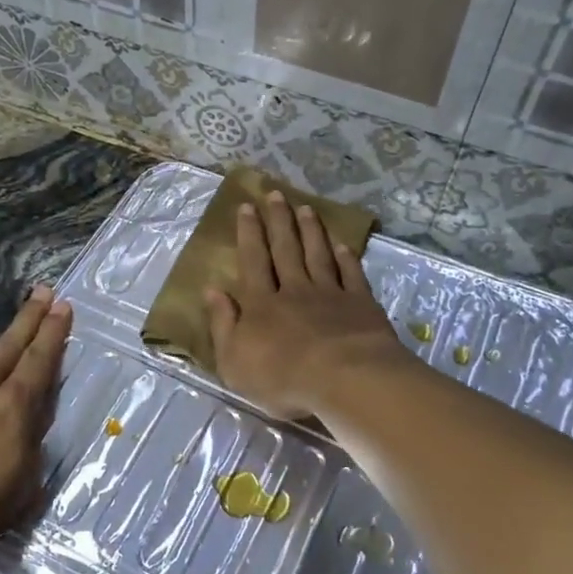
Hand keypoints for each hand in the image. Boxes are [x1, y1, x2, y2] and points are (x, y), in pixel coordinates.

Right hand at [203, 191, 406, 419]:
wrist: (345, 379)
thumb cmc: (283, 378)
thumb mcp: (234, 360)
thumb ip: (223, 324)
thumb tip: (212, 290)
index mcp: (261, 304)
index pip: (253, 261)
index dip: (249, 233)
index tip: (246, 207)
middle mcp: (294, 290)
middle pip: (285, 249)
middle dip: (278, 221)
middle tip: (275, 194)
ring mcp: (330, 294)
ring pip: (317, 255)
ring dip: (310, 231)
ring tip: (305, 208)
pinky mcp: (360, 304)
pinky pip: (351, 274)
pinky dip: (346, 257)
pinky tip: (342, 243)